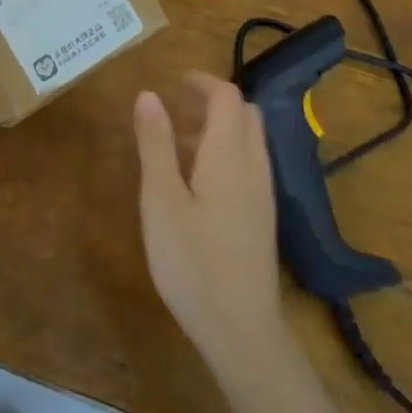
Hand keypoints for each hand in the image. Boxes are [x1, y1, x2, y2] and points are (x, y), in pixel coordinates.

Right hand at [133, 73, 290, 378]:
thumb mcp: (160, 199)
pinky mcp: (262, 220)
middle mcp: (254, 168)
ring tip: (180, 140)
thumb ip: (155, 143)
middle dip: (214, 101)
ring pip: (250, 141)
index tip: (174, 80)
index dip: (203, 81)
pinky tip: (199, 180)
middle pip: (245, 115)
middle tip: (178, 106)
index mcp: (229, 155)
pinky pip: (250, 166)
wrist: (241, 331)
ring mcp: (263, 196)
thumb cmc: (192, 261)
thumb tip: (149, 94)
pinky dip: (227, 153)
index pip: (228, 97)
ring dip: (221, 127)